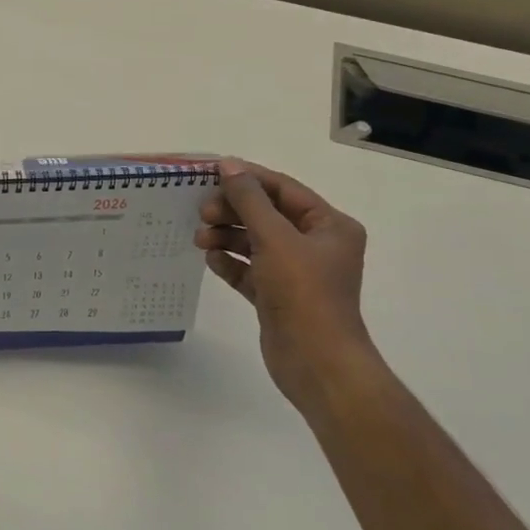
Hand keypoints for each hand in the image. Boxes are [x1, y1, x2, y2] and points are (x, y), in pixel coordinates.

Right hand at [196, 157, 373, 407]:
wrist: (317, 363)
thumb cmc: (303, 293)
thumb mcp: (275, 238)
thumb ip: (249, 200)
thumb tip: (228, 165)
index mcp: (329, 226)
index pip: (283, 189)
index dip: (248, 179)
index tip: (209, 174)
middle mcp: (316, 245)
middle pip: (267, 214)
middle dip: (233, 211)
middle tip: (201, 212)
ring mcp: (296, 273)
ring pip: (255, 242)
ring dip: (227, 236)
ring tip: (199, 238)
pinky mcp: (277, 296)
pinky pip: (250, 270)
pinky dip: (231, 262)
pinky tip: (211, 260)